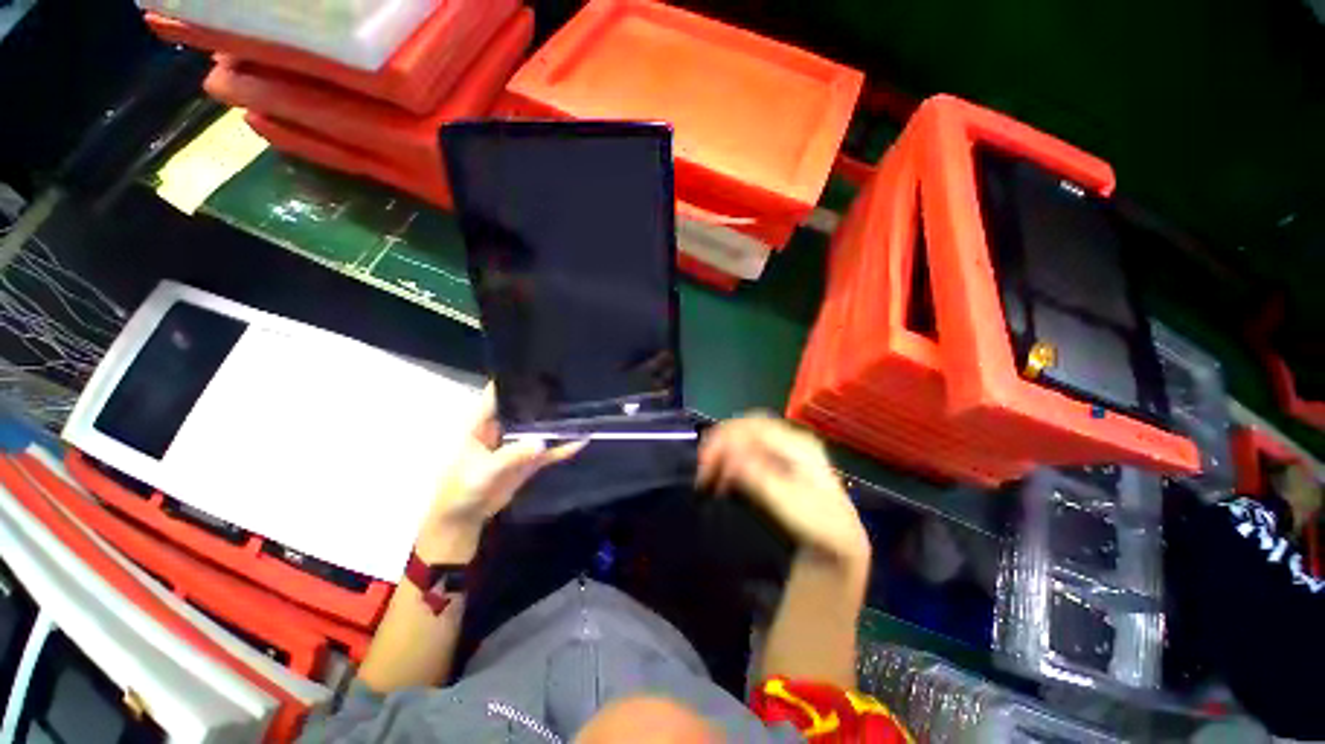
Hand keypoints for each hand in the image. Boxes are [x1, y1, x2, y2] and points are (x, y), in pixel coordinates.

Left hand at [416, 385, 583, 562]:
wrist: (464, 519)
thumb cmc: (462, 489)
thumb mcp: (483, 471)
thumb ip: (511, 456)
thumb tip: (541, 441)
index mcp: (482, 423)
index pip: (497, 394)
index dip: (513, 379)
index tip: (537, 366)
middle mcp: (503, 428)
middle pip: (523, 407)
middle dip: (542, 397)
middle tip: (570, 382)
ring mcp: (518, 444)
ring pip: (539, 427)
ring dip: (556, 420)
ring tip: (581, 404)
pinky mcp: (528, 461)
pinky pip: (549, 451)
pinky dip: (564, 447)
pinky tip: (582, 440)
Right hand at [697, 413, 869, 564]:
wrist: (840, 543)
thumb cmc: (817, 524)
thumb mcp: (787, 501)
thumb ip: (757, 476)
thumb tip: (729, 455)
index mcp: (797, 444)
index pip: (753, 427)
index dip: (725, 438)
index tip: (705, 460)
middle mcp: (792, 439)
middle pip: (748, 427)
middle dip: (722, 442)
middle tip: (703, 464)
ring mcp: (787, 449)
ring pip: (747, 437)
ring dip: (725, 451)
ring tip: (709, 474)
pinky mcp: (781, 461)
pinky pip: (751, 449)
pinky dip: (733, 459)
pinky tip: (724, 477)